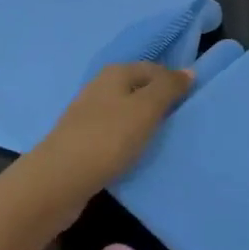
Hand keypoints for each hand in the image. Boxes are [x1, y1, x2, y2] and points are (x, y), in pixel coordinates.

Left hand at [34, 62, 192, 201]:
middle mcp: (100, 87)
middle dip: (159, 105)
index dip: (174, 83)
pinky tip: (133, 155)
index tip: (190, 106)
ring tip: (160, 142)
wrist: (58, 181)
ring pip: (126, 112)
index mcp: (116, 72)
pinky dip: (126, 141)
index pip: (155, 68)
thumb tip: (189, 70)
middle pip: (139, 90)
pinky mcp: (81, 140)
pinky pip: (113, 134)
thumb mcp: (146, 108)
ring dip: (143, 124)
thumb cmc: (108, 138)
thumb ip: (168, 87)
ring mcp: (87, 114)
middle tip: (178, 125)